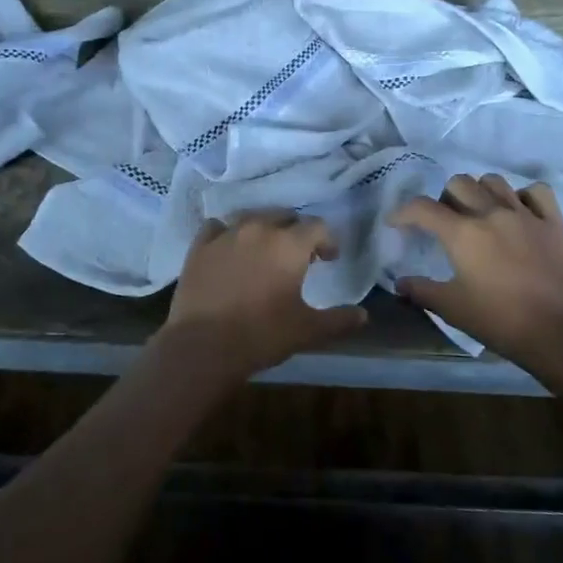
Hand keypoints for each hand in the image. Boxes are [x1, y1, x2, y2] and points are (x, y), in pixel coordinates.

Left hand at [152, 212, 367, 388]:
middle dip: (295, 232)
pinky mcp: (199, 246)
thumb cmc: (262, 335)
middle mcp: (258, 228)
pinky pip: (217, 227)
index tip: (328, 259)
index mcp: (289, 244)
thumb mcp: (308, 330)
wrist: (203, 346)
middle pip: (284, 216)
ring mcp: (226, 234)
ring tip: (264, 250)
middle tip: (298, 256)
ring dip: (263, 229)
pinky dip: (227, 234)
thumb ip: (339, 320)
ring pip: (251, 217)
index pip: (317, 227)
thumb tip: (363, 315)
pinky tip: (229, 250)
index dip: (327, 241)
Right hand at [389, 175, 562, 381]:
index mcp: (463, 234)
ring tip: (479, 212)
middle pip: (458, 183)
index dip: (403, 212)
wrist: (561, 333)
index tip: (396, 223)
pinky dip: (522, 196)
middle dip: (444, 198)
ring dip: (479, 192)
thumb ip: (422, 291)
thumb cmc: (501, 322)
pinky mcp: (554, 222)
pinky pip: (536, 192)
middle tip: (445, 221)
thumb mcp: (453, 309)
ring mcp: (525, 214)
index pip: (422, 208)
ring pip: (494, 181)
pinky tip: (518, 211)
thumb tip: (399, 283)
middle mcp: (491, 213)